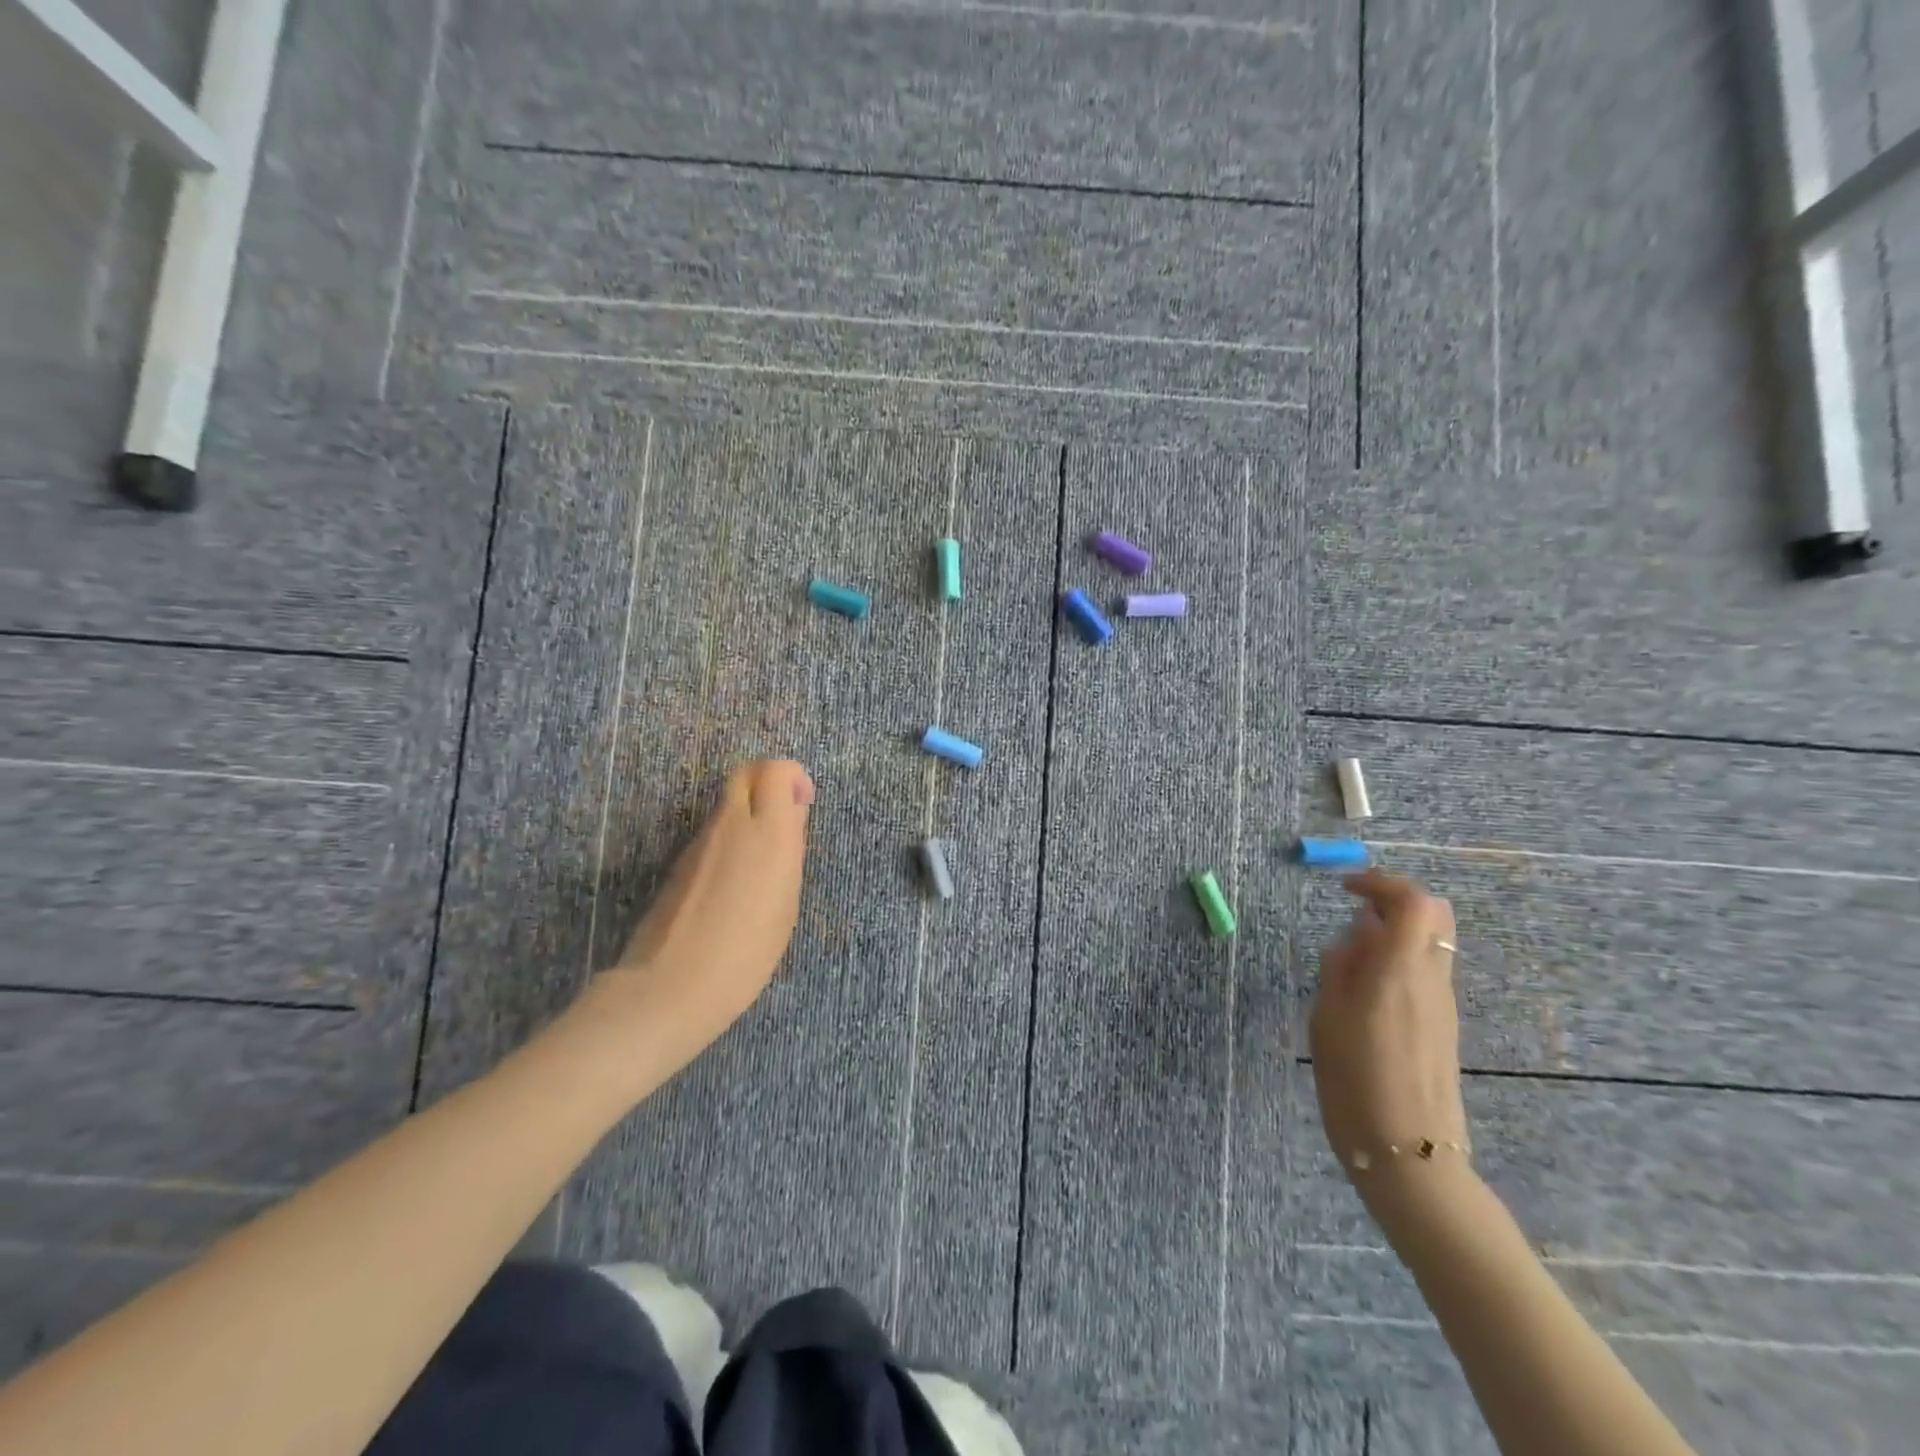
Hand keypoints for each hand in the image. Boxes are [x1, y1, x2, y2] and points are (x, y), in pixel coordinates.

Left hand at [574, 760, 813, 1078]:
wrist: (673, 985)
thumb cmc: (748, 952)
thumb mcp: (786, 902)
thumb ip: (790, 850)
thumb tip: (791, 817)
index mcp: (769, 831)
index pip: (776, 769)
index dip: (794, 777)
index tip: (803, 804)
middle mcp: (732, 824)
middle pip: (747, 772)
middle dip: (769, 782)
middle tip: (784, 817)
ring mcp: (700, 841)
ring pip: (727, 802)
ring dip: (748, 812)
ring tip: (761, 860)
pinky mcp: (680, 861)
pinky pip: (712, 832)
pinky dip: (729, 838)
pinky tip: (734, 882)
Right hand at [1310, 869, 1468, 1194]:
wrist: (1409, 1155)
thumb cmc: (1355, 1083)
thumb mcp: (1327, 1019)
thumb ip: (1341, 968)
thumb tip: (1355, 935)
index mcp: (1400, 971)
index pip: (1413, 902)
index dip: (1381, 882)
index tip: (1346, 888)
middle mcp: (1431, 979)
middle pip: (1435, 914)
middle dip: (1396, 899)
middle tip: (1356, 909)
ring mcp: (1443, 1003)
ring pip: (1431, 942)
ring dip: (1395, 931)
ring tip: (1350, 953)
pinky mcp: (1443, 1024)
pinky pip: (1426, 970)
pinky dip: (1399, 958)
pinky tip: (1365, 986)